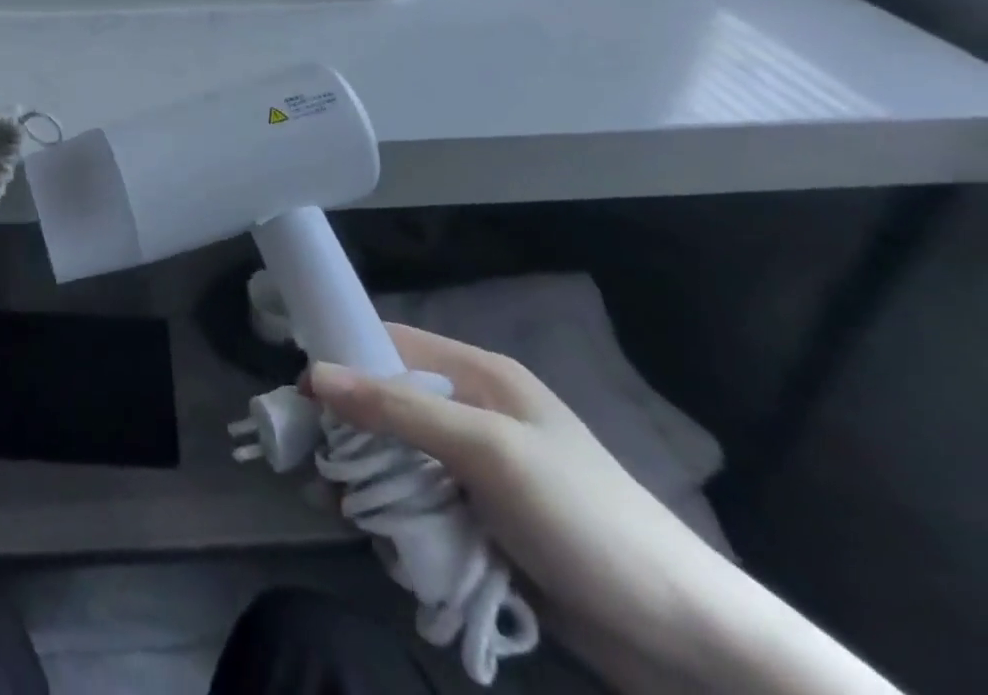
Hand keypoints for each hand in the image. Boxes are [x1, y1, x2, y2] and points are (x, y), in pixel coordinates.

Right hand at [304, 326, 732, 677]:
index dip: (343, 359)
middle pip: (388, 405)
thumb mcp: (488, 452)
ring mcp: (480, 472)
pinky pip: (420, 504)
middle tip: (312, 462)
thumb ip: (398, 411)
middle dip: (348, 431)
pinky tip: (377, 538)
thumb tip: (313, 374)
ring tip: (338, 508)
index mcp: (480, 377)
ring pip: (399, 458)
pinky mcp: (485, 522)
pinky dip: (395, 516)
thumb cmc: (585, 520)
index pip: (391, 345)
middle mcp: (475, 414)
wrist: (689, 643)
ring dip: (368, 480)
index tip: (299, 393)